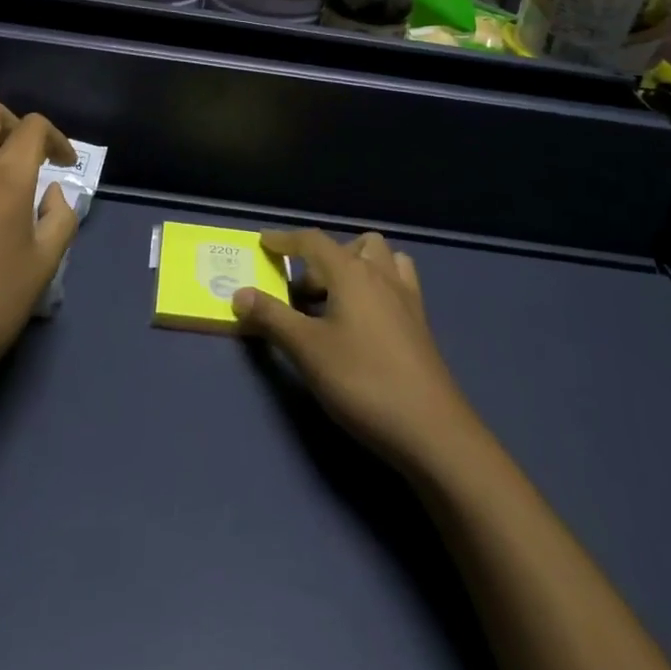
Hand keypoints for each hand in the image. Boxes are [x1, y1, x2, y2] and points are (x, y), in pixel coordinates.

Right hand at [233, 229, 478, 476]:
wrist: (431, 430)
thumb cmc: (363, 381)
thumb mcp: (308, 350)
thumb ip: (272, 318)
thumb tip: (239, 294)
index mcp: (351, 272)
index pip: (312, 240)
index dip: (285, 239)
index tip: (264, 241)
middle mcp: (381, 274)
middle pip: (349, 245)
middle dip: (321, 259)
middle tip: (302, 294)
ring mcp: (406, 297)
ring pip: (380, 258)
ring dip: (355, 265)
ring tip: (335, 299)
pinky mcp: (420, 323)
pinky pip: (397, 282)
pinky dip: (377, 284)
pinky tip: (366, 318)